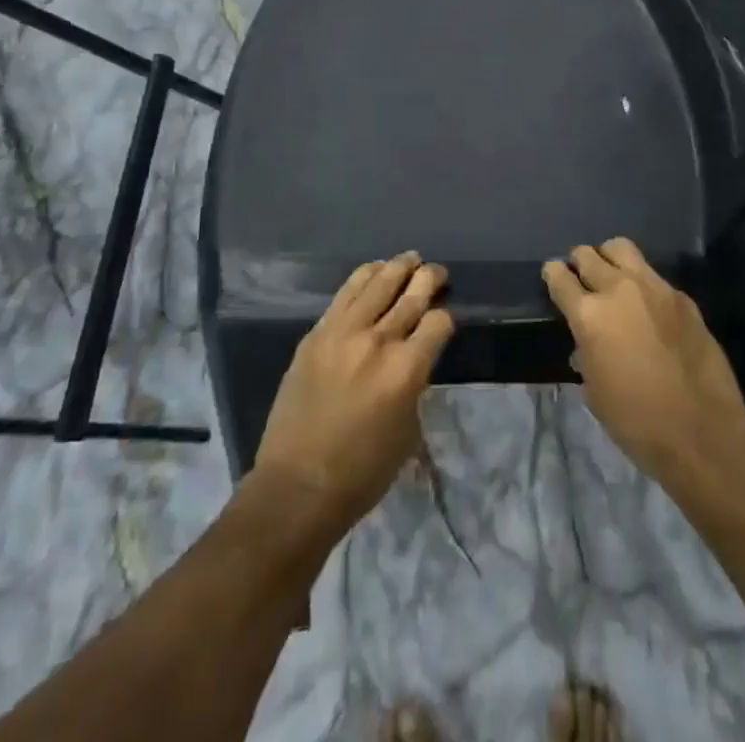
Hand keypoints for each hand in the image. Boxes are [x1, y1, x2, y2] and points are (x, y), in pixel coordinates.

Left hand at [253, 252, 454, 533]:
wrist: (298, 485)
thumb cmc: (362, 472)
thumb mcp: (408, 431)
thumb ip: (415, 385)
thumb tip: (414, 359)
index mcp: (407, 369)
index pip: (438, 322)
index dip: (446, 319)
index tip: (444, 321)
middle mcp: (378, 341)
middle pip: (411, 295)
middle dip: (429, 279)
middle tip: (437, 272)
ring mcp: (343, 332)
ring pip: (377, 284)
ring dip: (397, 267)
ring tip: (409, 259)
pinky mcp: (317, 334)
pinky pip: (345, 294)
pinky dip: (364, 277)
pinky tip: (373, 270)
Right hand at [542, 238, 744, 484]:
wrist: (703, 432)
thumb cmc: (637, 421)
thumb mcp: (594, 392)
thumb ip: (585, 355)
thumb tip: (586, 344)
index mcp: (589, 315)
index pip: (559, 277)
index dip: (552, 275)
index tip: (553, 277)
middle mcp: (619, 289)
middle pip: (588, 254)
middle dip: (579, 262)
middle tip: (581, 278)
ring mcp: (654, 288)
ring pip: (621, 248)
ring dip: (609, 258)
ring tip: (611, 277)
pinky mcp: (682, 297)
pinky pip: (653, 276)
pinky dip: (642, 284)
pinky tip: (648, 308)